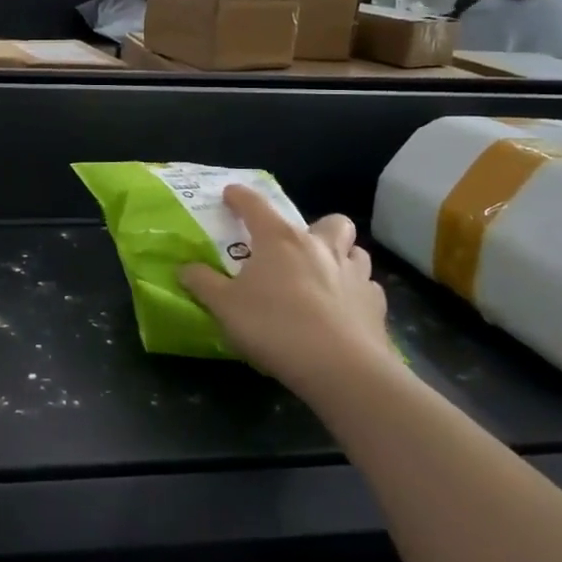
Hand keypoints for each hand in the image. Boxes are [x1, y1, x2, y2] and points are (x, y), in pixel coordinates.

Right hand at [179, 185, 398, 402]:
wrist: (340, 367)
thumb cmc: (274, 327)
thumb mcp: (224, 307)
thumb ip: (203, 283)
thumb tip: (185, 268)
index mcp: (280, 240)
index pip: (256, 205)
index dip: (240, 197)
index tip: (230, 194)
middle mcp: (321, 247)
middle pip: (330, 221)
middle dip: (317, 227)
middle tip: (299, 248)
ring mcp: (355, 274)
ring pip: (356, 251)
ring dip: (342, 256)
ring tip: (325, 276)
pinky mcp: (376, 305)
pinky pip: (368, 288)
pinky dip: (356, 292)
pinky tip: (344, 309)